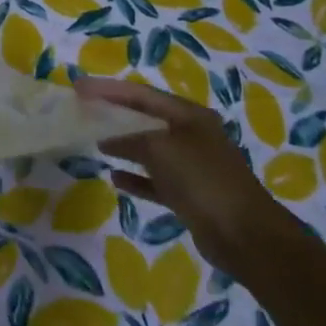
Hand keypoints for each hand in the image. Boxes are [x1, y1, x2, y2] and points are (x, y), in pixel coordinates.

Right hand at [76, 76, 296, 278]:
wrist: (246, 237)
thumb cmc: (203, 180)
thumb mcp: (160, 149)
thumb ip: (129, 138)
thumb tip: (105, 138)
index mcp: (189, 115)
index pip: (140, 93)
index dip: (108, 88)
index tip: (78, 87)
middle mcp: (191, 135)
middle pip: (145, 117)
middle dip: (113, 113)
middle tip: (82, 109)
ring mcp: (192, 166)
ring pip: (149, 148)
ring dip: (122, 144)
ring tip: (93, 140)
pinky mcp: (190, 194)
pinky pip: (155, 179)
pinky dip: (136, 177)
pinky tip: (115, 178)